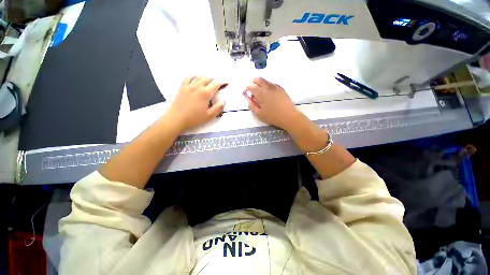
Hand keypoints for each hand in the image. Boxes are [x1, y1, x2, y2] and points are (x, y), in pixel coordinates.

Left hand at [166, 76, 225, 131]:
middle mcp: (198, 86)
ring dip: (205, 78)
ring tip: (207, 82)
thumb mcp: (209, 116)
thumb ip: (218, 108)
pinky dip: (193, 77)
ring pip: (199, 76)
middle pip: (208, 78)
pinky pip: (188, 77)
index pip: (216, 84)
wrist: (177, 118)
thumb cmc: (194, 118)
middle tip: (216, 86)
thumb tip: (223, 100)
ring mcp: (189, 85)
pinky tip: (195, 80)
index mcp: (206, 93)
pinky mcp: (182, 87)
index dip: (222, 83)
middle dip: (214, 80)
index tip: (225, 84)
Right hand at [243, 77, 297, 129]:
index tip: (245, 93)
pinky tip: (269, 95)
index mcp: (261, 93)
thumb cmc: (272, 116)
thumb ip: (251, 105)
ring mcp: (275, 86)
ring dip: (260, 85)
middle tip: (252, 92)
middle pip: (257, 79)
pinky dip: (267, 87)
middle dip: (252, 83)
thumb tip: (248, 98)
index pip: (250, 86)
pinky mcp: (281, 88)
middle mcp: (268, 87)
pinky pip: (271, 84)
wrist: (288, 116)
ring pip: (265, 81)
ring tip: (261, 95)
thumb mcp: (259, 113)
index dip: (246, 89)